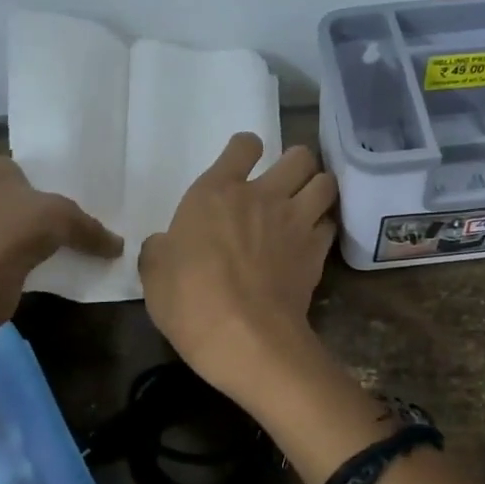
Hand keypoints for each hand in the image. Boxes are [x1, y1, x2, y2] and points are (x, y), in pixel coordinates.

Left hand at [0, 156, 121, 320]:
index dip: (57, 183)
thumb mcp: (64, 219)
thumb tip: (119, 246)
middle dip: (48, 214)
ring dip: (36, 241)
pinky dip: (23, 263)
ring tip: (70, 250)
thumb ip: (92, 229)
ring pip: (14, 230)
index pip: (31, 169)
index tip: (84, 200)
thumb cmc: (11, 231)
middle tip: (83, 227)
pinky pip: (5, 256)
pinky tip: (46, 272)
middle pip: (23, 200)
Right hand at [139, 134, 336, 401]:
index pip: (243, 146)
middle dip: (296, 164)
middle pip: (299, 156)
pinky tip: (312, 240)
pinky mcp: (316, 251)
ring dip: (317, 189)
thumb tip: (166, 246)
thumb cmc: (189, 301)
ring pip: (325, 183)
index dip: (245, 149)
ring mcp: (295, 221)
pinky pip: (330, 224)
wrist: (245, 337)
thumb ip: (161, 249)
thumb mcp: (154, 273)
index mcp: (216, 192)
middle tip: (284, 184)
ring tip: (307, 204)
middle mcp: (262, 195)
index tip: (242, 163)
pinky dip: (324, 227)